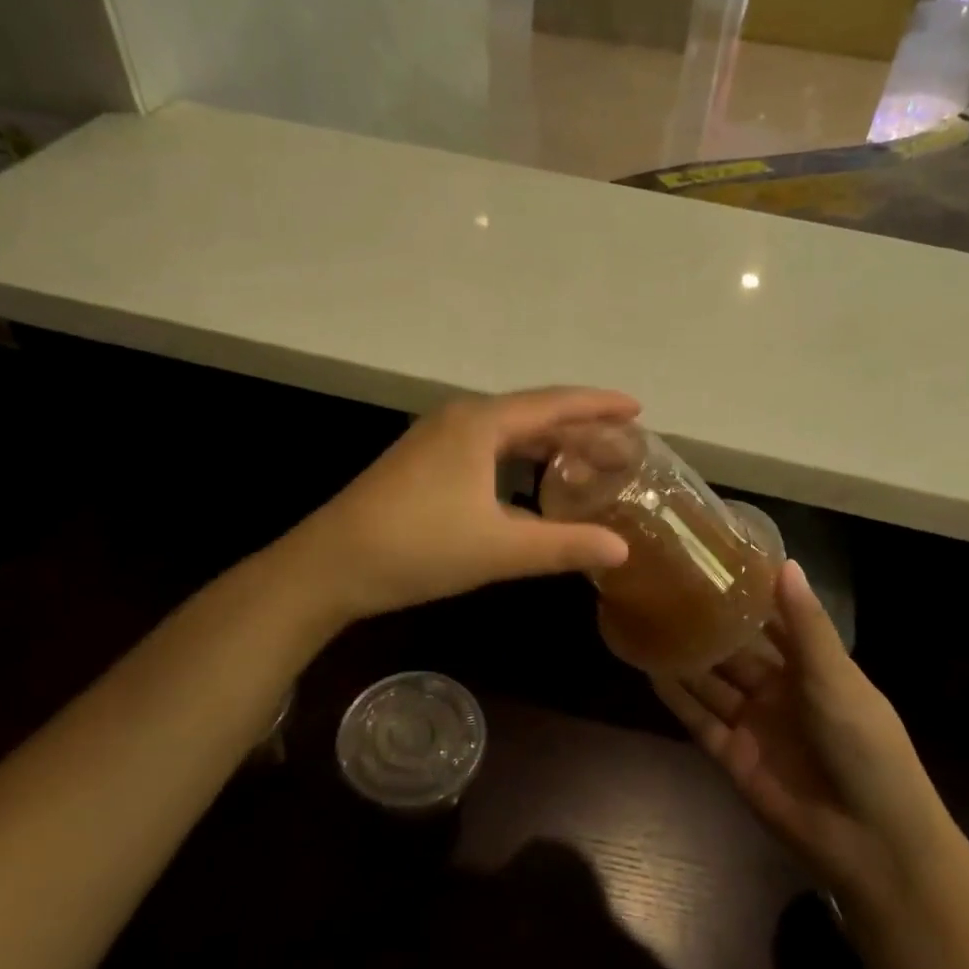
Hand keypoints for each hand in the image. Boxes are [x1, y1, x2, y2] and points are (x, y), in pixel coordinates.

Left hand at [295, 387, 638, 621]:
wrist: (332, 565)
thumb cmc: (419, 547)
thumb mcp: (500, 549)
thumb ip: (564, 545)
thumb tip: (622, 548)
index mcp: (480, 424)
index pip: (553, 404)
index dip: (597, 406)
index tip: (636, 409)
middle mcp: (459, 419)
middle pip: (531, 414)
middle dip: (577, 427)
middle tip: (619, 445)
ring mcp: (435, 440)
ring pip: (505, 433)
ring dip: (546, 444)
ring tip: (584, 461)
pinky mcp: (422, 463)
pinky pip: (484, 449)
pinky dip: (517, 460)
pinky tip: (528, 485)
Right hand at [652, 561, 943, 899]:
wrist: (870, 839)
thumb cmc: (864, 746)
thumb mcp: (837, 678)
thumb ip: (805, 625)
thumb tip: (785, 563)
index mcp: (812, 669)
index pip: (774, 624)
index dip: (749, 597)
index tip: (715, 561)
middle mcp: (779, 692)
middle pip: (736, 652)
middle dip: (708, 626)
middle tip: (667, 587)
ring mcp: (754, 725)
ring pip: (711, 683)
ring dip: (685, 657)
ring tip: (649, 620)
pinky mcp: (732, 756)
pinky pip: (698, 720)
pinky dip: (676, 697)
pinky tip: (649, 668)